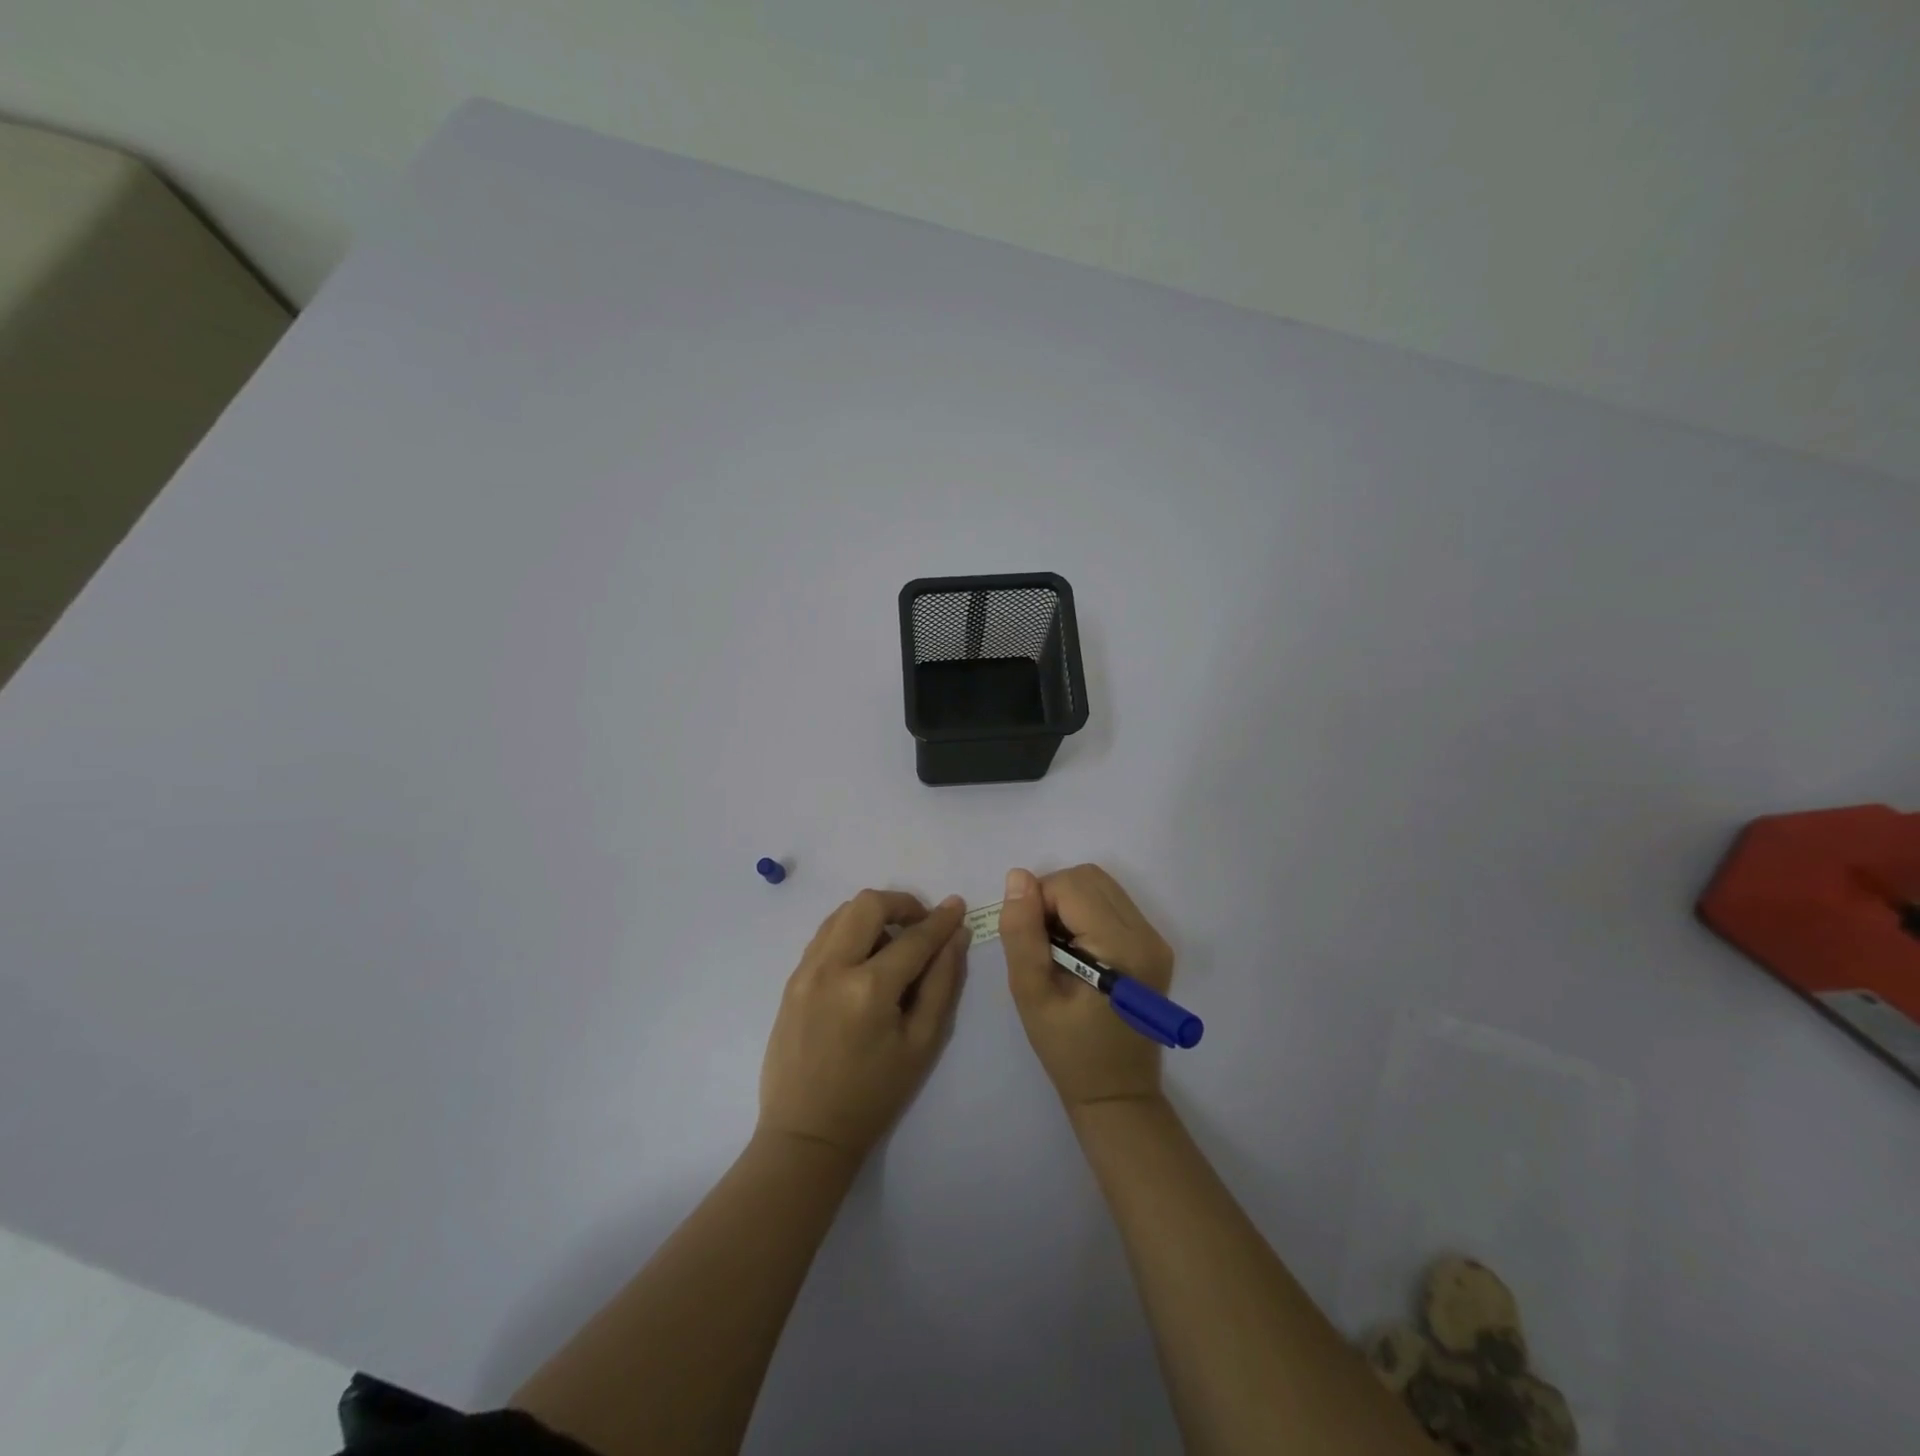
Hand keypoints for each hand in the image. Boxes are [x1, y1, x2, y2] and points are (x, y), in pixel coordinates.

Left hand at [758, 891, 969, 1159]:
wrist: (807, 1132)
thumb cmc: (874, 1095)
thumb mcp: (922, 1043)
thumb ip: (942, 983)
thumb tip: (956, 936)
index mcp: (869, 989)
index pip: (914, 938)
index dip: (940, 920)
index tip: (957, 906)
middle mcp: (833, 967)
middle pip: (869, 904)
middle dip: (902, 904)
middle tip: (921, 925)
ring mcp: (806, 970)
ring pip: (842, 912)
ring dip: (873, 915)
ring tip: (892, 943)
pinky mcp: (791, 979)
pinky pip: (824, 935)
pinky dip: (849, 931)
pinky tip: (864, 959)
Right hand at [1000, 864, 1174, 1109]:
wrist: (1117, 1094)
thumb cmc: (1068, 1051)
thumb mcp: (1031, 994)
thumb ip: (1022, 933)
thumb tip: (1018, 877)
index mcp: (1121, 948)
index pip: (1071, 886)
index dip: (1039, 901)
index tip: (1028, 941)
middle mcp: (1147, 935)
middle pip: (1089, 878)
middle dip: (1053, 896)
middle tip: (1039, 942)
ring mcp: (1155, 939)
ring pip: (1101, 886)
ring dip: (1068, 902)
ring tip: (1056, 948)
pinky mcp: (1153, 946)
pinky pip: (1112, 904)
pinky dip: (1085, 913)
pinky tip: (1076, 951)